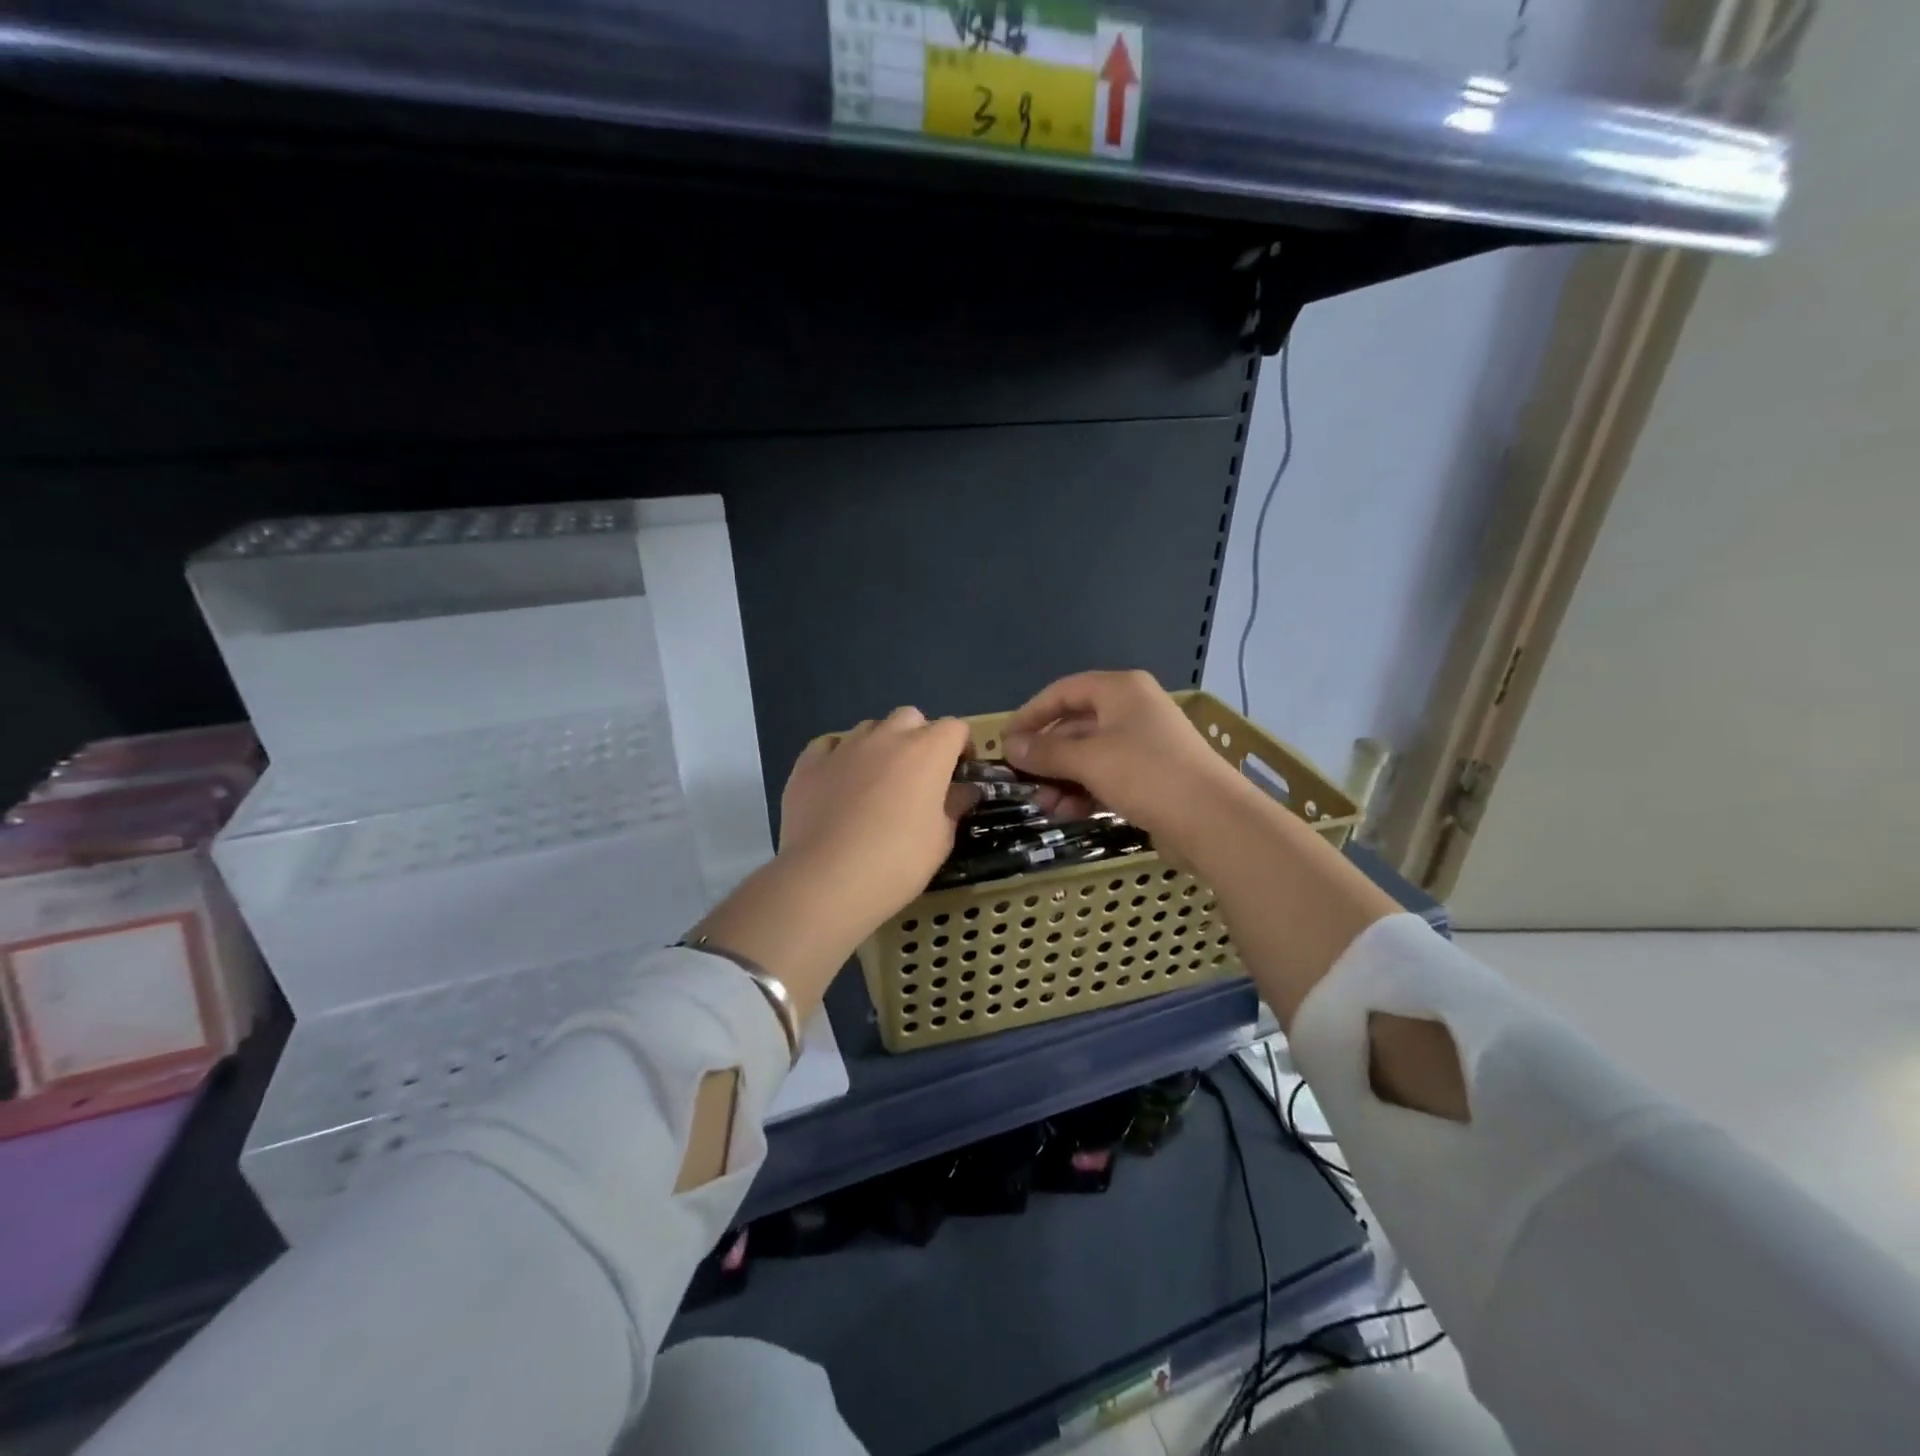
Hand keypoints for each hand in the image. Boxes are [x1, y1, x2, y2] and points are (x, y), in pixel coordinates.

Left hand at [694, 707, 972, 1019]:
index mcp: (927, 751)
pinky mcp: (808, 763)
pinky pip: (830, 746)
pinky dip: (839, 757)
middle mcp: (887, 738)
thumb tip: (964, 791)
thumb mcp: (940, 840)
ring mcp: (844, 747)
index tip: (959, 773)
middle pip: (910, 718)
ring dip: (880, 745)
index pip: (955, 727)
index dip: (961, 747)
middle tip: (918, 775)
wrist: (827, 879)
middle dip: (919, 737)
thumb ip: (954, 807)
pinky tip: (838, 783)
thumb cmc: (897, 862)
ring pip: (870, 729)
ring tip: (875, 782)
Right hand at [1002, 671, 1244, 853]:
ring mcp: (1143, 744)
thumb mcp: (1089, 759)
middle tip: (1021, 781)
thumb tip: (1010, 746)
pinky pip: (1106, 776)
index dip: (1031, 714)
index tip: (1006, 742)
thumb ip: (1046, 751)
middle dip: (1046, 755)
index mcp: (1121, 690)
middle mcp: (1132, 710)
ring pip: (1089, 755)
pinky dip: (1084, 791)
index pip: (1063, 692)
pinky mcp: (1150, 776)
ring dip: (1062, 778)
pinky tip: (1066, 813)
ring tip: (1043, 805)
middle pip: (1075, 725)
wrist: (1214, 820)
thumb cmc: (1146, 774)